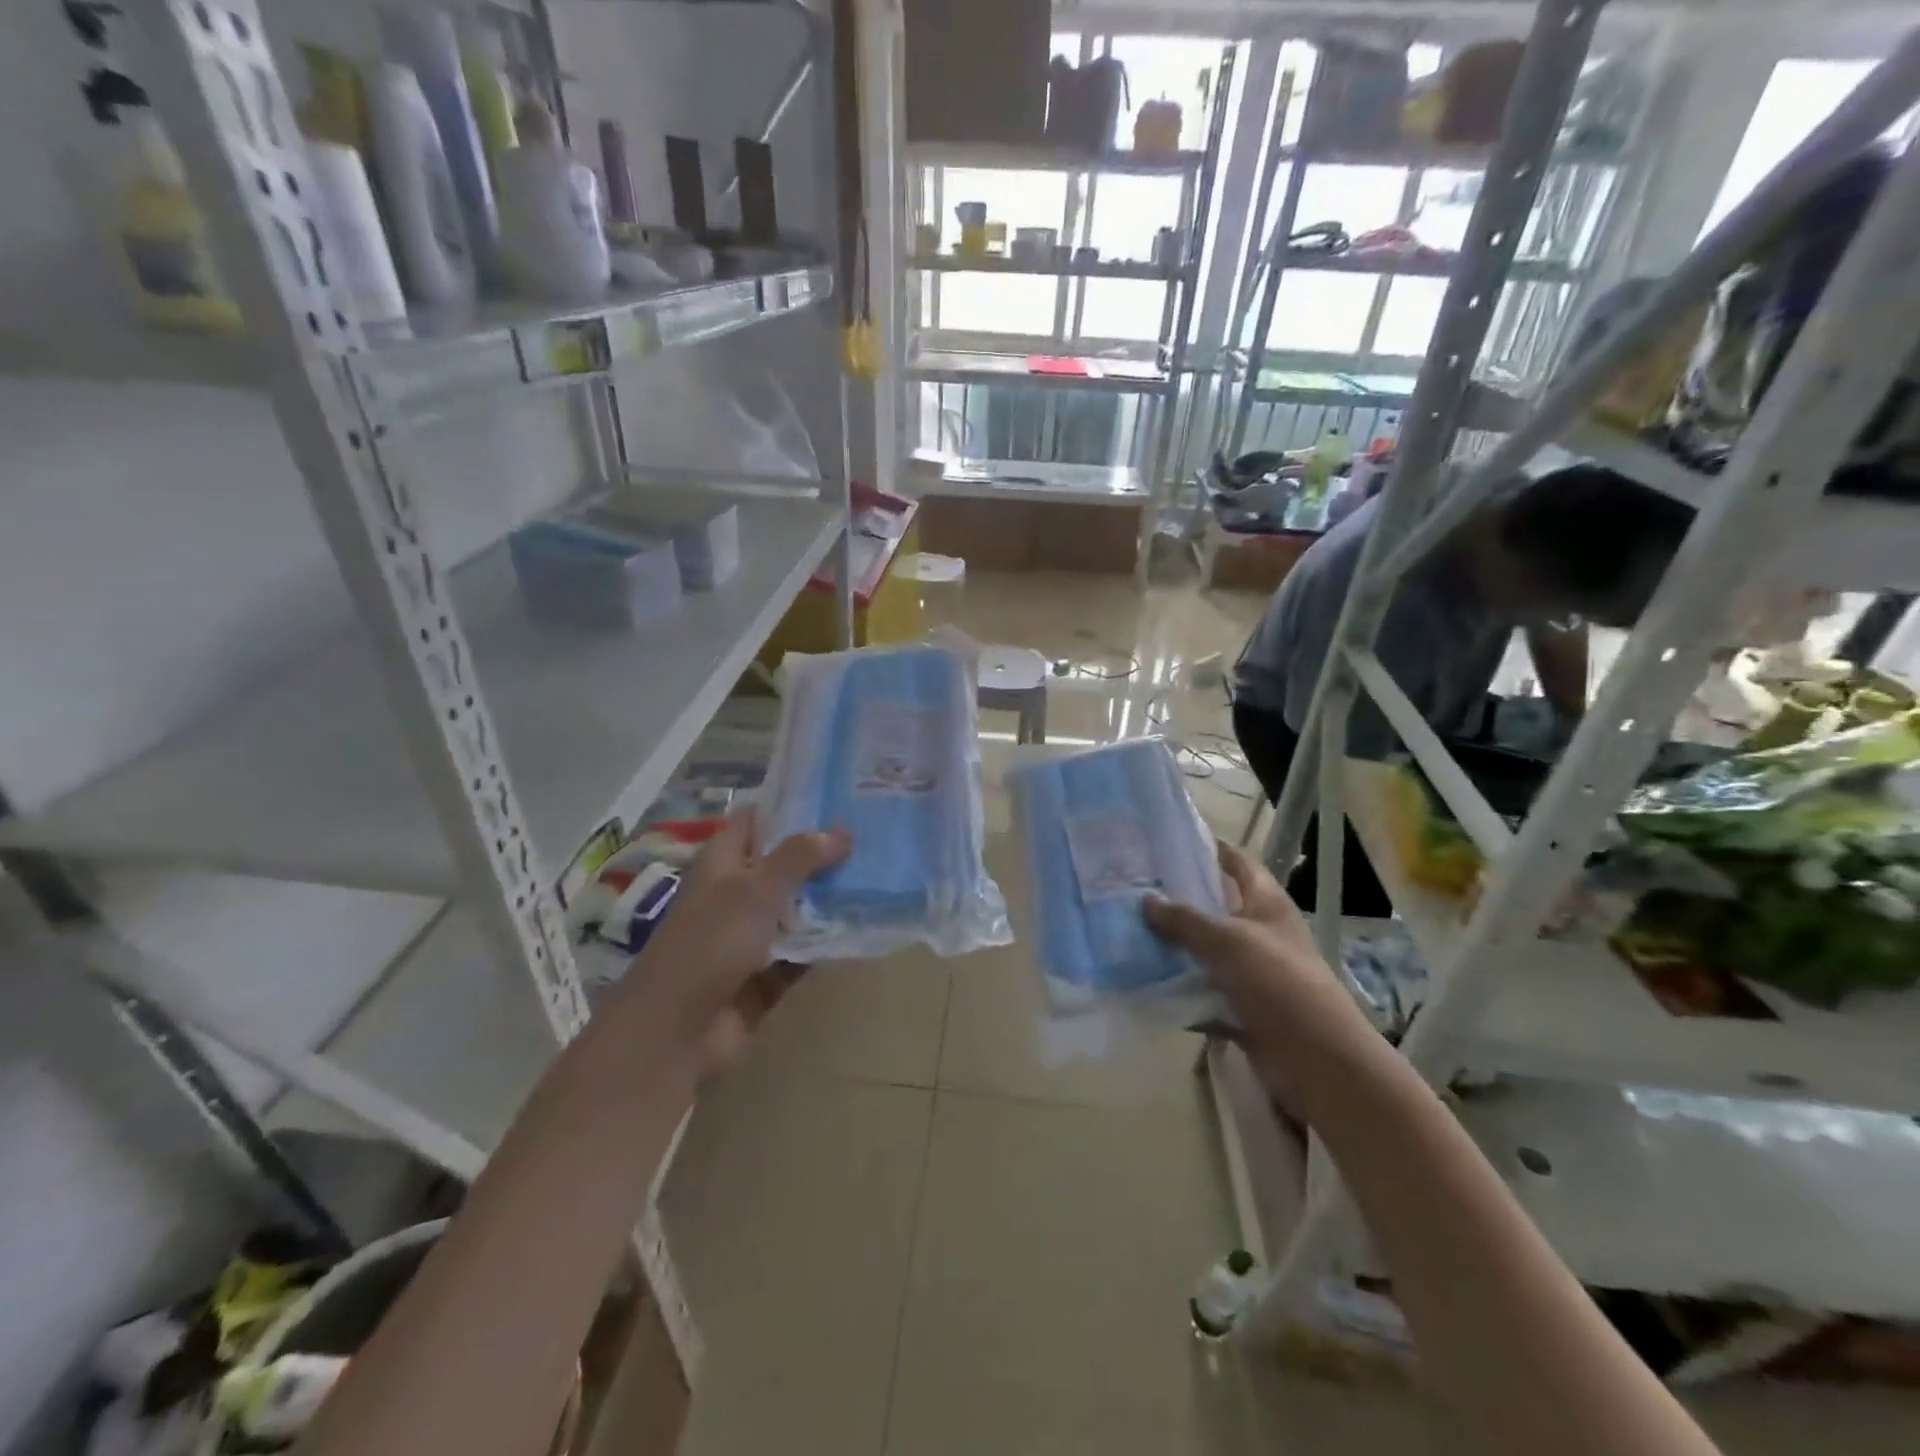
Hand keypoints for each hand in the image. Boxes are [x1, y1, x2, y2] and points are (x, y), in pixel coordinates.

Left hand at [613, 810, 848, 1077]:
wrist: (676, 1031)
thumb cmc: (710, 944)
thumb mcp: (755, 890)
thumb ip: (798, 857)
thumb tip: (842, 831)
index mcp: (722, 864)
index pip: (755, 821)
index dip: (788, 804)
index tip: (834, 794)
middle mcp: (736, 894)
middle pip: (783, 864)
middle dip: (823, 852)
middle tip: (872, 834)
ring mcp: (751, 937)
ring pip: (798, 909)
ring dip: (831, 899)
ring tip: (881, 875)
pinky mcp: (766, 974)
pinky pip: (804, 951)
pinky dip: (828, 943)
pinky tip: (866, 926)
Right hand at [1143, 841, 1362, 1080]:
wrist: (1316, 1060)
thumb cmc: (1278, 983)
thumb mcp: (1228, 941)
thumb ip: (1185, 919)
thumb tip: (1145, 899)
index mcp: (1267, 904)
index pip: (1237, 863)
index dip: (1209, 848)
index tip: (1169, 839)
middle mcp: (1259, 933)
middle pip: (1215, 907)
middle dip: (1178, 899)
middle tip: (1133, 886)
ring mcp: (1251, 972)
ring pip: (1204, 951)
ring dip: (1173, 946)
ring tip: (1127, 930)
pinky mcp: (1241, 1007)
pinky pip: (1202, 992)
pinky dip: (1178, 990)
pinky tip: (1143, 982)